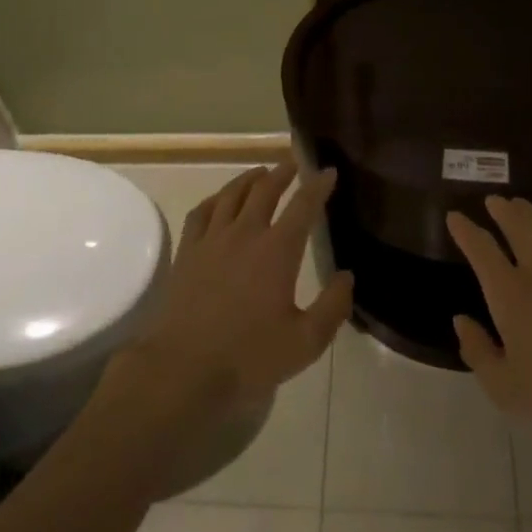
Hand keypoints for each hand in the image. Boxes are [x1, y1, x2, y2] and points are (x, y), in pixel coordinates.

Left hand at [117, 162, 352, 420]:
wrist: (184, 368)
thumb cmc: (249, 357)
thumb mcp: (305, 342)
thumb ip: (332, 307)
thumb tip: (347, 277)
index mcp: (277, 250)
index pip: (303, 206)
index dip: (318, 186)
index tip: (328, 171)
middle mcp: (245, 233)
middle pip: (265, 190)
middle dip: (282, 172)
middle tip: (293, 163)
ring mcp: (212, 239)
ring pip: (232, 194)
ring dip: (249, 178)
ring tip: (260, 172)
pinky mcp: (188, 252)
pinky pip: (202, 212)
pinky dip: (215, 198)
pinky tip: (219, 200)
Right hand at [447, 196, 531, 466]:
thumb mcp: (505, 389)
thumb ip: (477, 351)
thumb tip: (461, 320)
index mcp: (510, 295)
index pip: (482, 249)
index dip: (465, 230)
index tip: (454, 217)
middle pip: (518, 225)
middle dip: (502, 210)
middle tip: (492, 200)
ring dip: (530, 212)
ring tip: (519, 204)